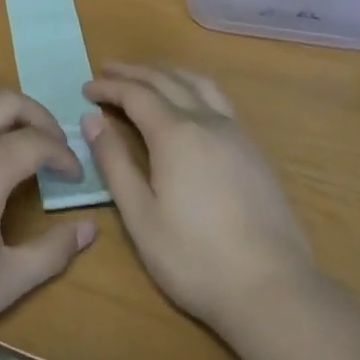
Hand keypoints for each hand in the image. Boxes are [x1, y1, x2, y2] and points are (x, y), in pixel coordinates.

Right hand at [82, 63, 312, 338]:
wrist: (273, 290)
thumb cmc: (195, 257)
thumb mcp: (140, 215)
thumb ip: (115, 163)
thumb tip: (92, 120)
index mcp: (175, 134)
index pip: (136, 95)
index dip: (109, 87)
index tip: (86, 88)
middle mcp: (207, 122)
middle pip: (166, 81)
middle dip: (134, 72)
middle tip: (108, 69)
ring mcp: (236, 134)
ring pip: (199, 84)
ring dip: (168, 73)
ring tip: (148, 75)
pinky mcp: (254, 152)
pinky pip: (219, 100)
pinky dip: (194, 88)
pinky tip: (190, 104)